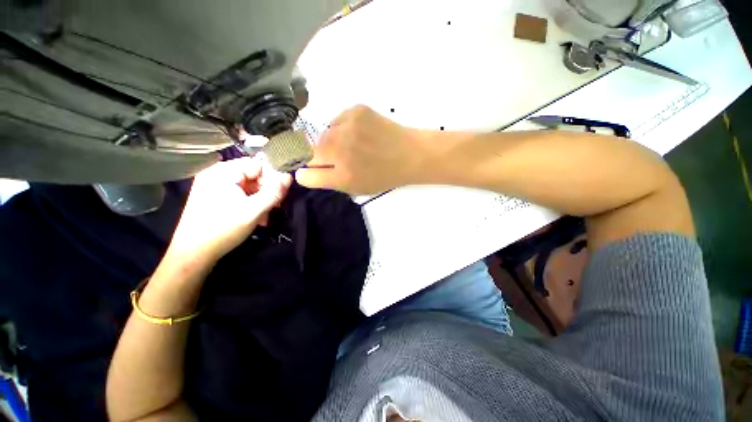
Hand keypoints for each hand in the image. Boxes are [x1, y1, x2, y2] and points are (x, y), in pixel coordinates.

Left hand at [166, 156, 290, 268]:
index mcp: (224, 169)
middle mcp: (214, 171)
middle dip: (262, 193)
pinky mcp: (204, 196)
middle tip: (270, 213)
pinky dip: (240, 204)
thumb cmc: (222, 229)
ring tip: (260, 220)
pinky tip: (246, 219)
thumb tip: (288, 177)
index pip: (257, 165)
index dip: (271, 181)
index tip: (278, 200)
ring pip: (239, 186)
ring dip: (253, 201)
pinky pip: (228, 193)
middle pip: (248, 175)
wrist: (192, 253)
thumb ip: (273, 193)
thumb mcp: (252, 212)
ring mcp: (207, 183)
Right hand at [295, 105, 427, 194]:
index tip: (313, 170)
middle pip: (312, 151)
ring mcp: (348, 127)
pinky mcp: (356, 110)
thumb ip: (329, 181)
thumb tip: (305, 171)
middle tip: (340, 156)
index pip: (306, 175)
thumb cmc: (384, 175)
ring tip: (353, 143)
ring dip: (332, 139)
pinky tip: (360, 131)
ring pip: (324, 134)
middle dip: (321, 155)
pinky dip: (343, 126)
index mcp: (341, 175)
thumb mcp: (355, 188)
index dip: (307, 173)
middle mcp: (341, 150)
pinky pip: (337, 120)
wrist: (411, 153)